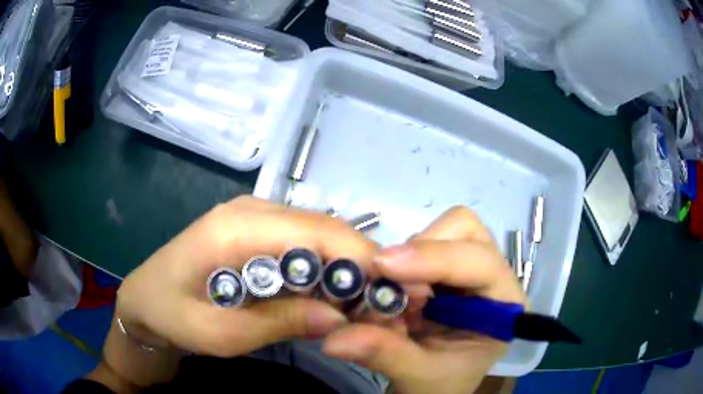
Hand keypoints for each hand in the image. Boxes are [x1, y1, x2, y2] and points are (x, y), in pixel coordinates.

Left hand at [105, 196, 378, 386]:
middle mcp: (250, 210)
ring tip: (364, 304)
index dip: (362, 259)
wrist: (144, 300)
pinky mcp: (254, 230)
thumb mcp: (220, 334)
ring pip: (317, 235)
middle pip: (324, 229)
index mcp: (237, 228)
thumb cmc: (172, 316)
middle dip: (360, 266)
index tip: (392, 294)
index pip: (318, 232)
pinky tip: (331, 294)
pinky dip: (324, 268)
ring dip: (344, 269)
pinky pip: (302, 243)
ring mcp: (252, 216)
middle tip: (384, 306)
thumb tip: (340, 317)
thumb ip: (279, 322)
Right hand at [323, 207, 525, 393]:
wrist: (435, 386)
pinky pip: (419, 245)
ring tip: (390, 294)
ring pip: (441, 230)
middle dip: (421, 252)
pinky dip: (398, 264)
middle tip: (386, 281)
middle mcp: (492, 277)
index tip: (384, 265)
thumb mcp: (418, 375)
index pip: (480, 262)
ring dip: (407, 257)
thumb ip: (384, 354)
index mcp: (503, 304)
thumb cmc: (441, 384)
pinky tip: (390, 292)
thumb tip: (334, 338)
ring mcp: (467, 269)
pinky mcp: (443, 269)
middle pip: (464, 231)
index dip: (434, 258)